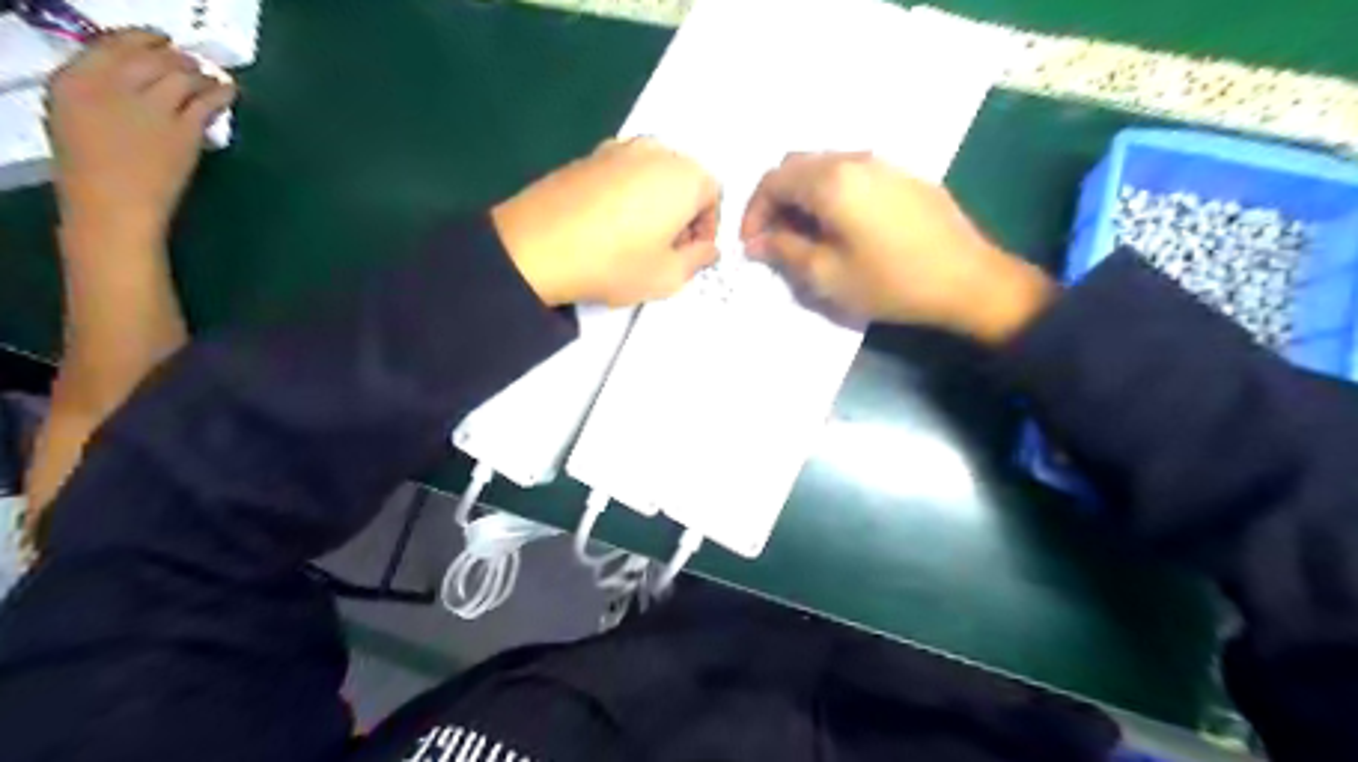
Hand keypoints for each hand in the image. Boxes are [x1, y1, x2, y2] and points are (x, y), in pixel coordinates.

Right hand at [46, 31, 234, 241]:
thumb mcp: (75, 118)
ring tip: (211, 76)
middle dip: (175, 56)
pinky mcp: (183, 129)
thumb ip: (98, 92)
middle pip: (151, 57)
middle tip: (191, 61)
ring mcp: (150, 107)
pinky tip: (229, 91)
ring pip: (181, 75)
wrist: (115, 205)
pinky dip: (221, 93)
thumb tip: (129, 79)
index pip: (111, 45)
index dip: (141, 40)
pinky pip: (206, 102)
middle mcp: (110, 85)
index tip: (157, 41)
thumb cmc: (90, 171)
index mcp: (72, 81)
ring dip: (200, 73)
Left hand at [491, 137, 721, 305]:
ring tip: (634, 239)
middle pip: (683, 180)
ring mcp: (617, 148)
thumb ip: (698, 260)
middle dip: (682, 213)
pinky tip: (606, 226)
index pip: (714, 196)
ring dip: (654, 203)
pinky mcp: (586, 156)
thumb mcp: (668, 277)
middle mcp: (656, 151)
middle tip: (665, 249)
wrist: (537, 247)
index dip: (706, 229)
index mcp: (684, 175)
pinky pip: (621, 174)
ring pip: (652, 175)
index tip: (690, 255)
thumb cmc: (615, 263)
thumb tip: (707, 250)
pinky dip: (625, 196)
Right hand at [740, 151, 1047, 341]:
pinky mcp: (904, 176)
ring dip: (804, 197)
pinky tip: (842, 227)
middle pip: (797, 166)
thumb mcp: (828, 276)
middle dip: (776, 201)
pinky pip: (853, 174)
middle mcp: (855, 159)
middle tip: (775, 239)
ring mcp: (883, 164)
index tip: (752, 245)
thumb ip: (785, 251)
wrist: (968, 280)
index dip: (753, 212)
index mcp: (831, 181)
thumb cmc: (891, 282)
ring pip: (825, 167)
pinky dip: (832, 195)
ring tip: (806, 237)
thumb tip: (757, 242)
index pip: (773, 180)